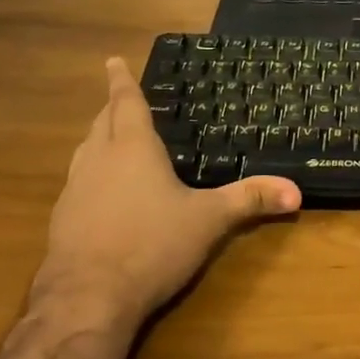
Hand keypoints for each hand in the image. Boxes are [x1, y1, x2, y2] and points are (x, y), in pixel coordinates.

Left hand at [29, 58, 301, 337]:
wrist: (87, 298)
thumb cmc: (152, 245)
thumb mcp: (209, 220)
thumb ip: (250, 200)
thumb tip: (296, 190)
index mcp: (133, 149)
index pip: (126, 103)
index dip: (121, 80)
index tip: (112, 60)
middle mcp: (99, 161)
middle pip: (101, 123)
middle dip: (111, 108)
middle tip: (118, 98)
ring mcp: (75, 191)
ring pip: (85, 152)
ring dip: (97, 139)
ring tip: (109, 138)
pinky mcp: (62, 220)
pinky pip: (77, 183)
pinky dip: (91, 175)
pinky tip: (101, 194)